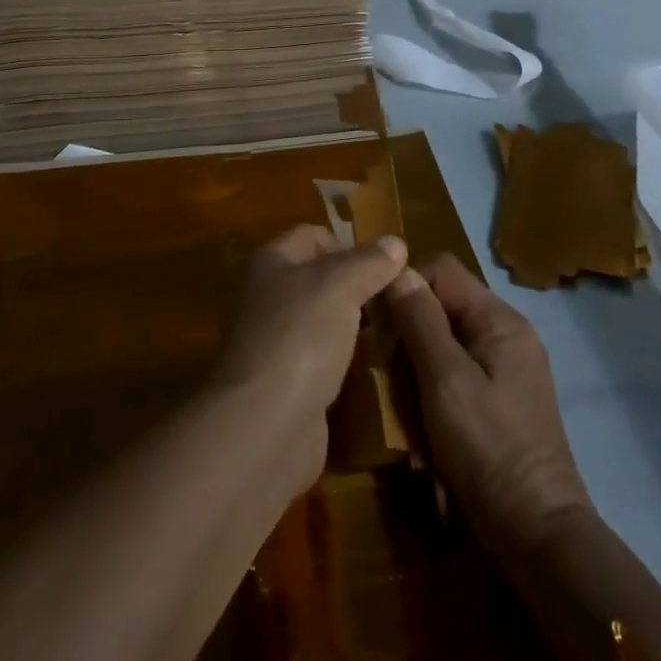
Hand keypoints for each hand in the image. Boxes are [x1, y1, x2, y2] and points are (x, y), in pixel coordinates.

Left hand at [210, 224, 408, 494]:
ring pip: (322, 320)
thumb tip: (395, 242)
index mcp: (271, 262)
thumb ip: (370, 262)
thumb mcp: (341, 286)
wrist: (265, 426)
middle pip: (318, 278)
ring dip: (352, 326)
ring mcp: (274, 342)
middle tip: (392, 302)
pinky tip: (369, 369)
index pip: (313, 235)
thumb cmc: (300, 337)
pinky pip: (321, 359)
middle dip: (355, 286)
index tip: (382, 269)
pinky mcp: (285, 384)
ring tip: (388, 333)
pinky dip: (343, 361)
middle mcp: (267, 296)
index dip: (348, 245)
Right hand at [387, 254, 593, 559]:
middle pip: (445, 304)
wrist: (539, 535)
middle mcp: (508, 333)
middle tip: (389, 370)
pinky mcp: (503, 399)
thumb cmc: (488, 448)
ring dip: (420, 363)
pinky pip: (459, 371)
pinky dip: (435, 386)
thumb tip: (398, 268)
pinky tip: (424, 419)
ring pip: (447, 340)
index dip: (407, 286)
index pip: (443, 270)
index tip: (380, 323)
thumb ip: (420, 321)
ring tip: (404, 400)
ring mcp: (508, 368)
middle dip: (411, 330)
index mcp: (500, 319)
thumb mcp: (445, 380)